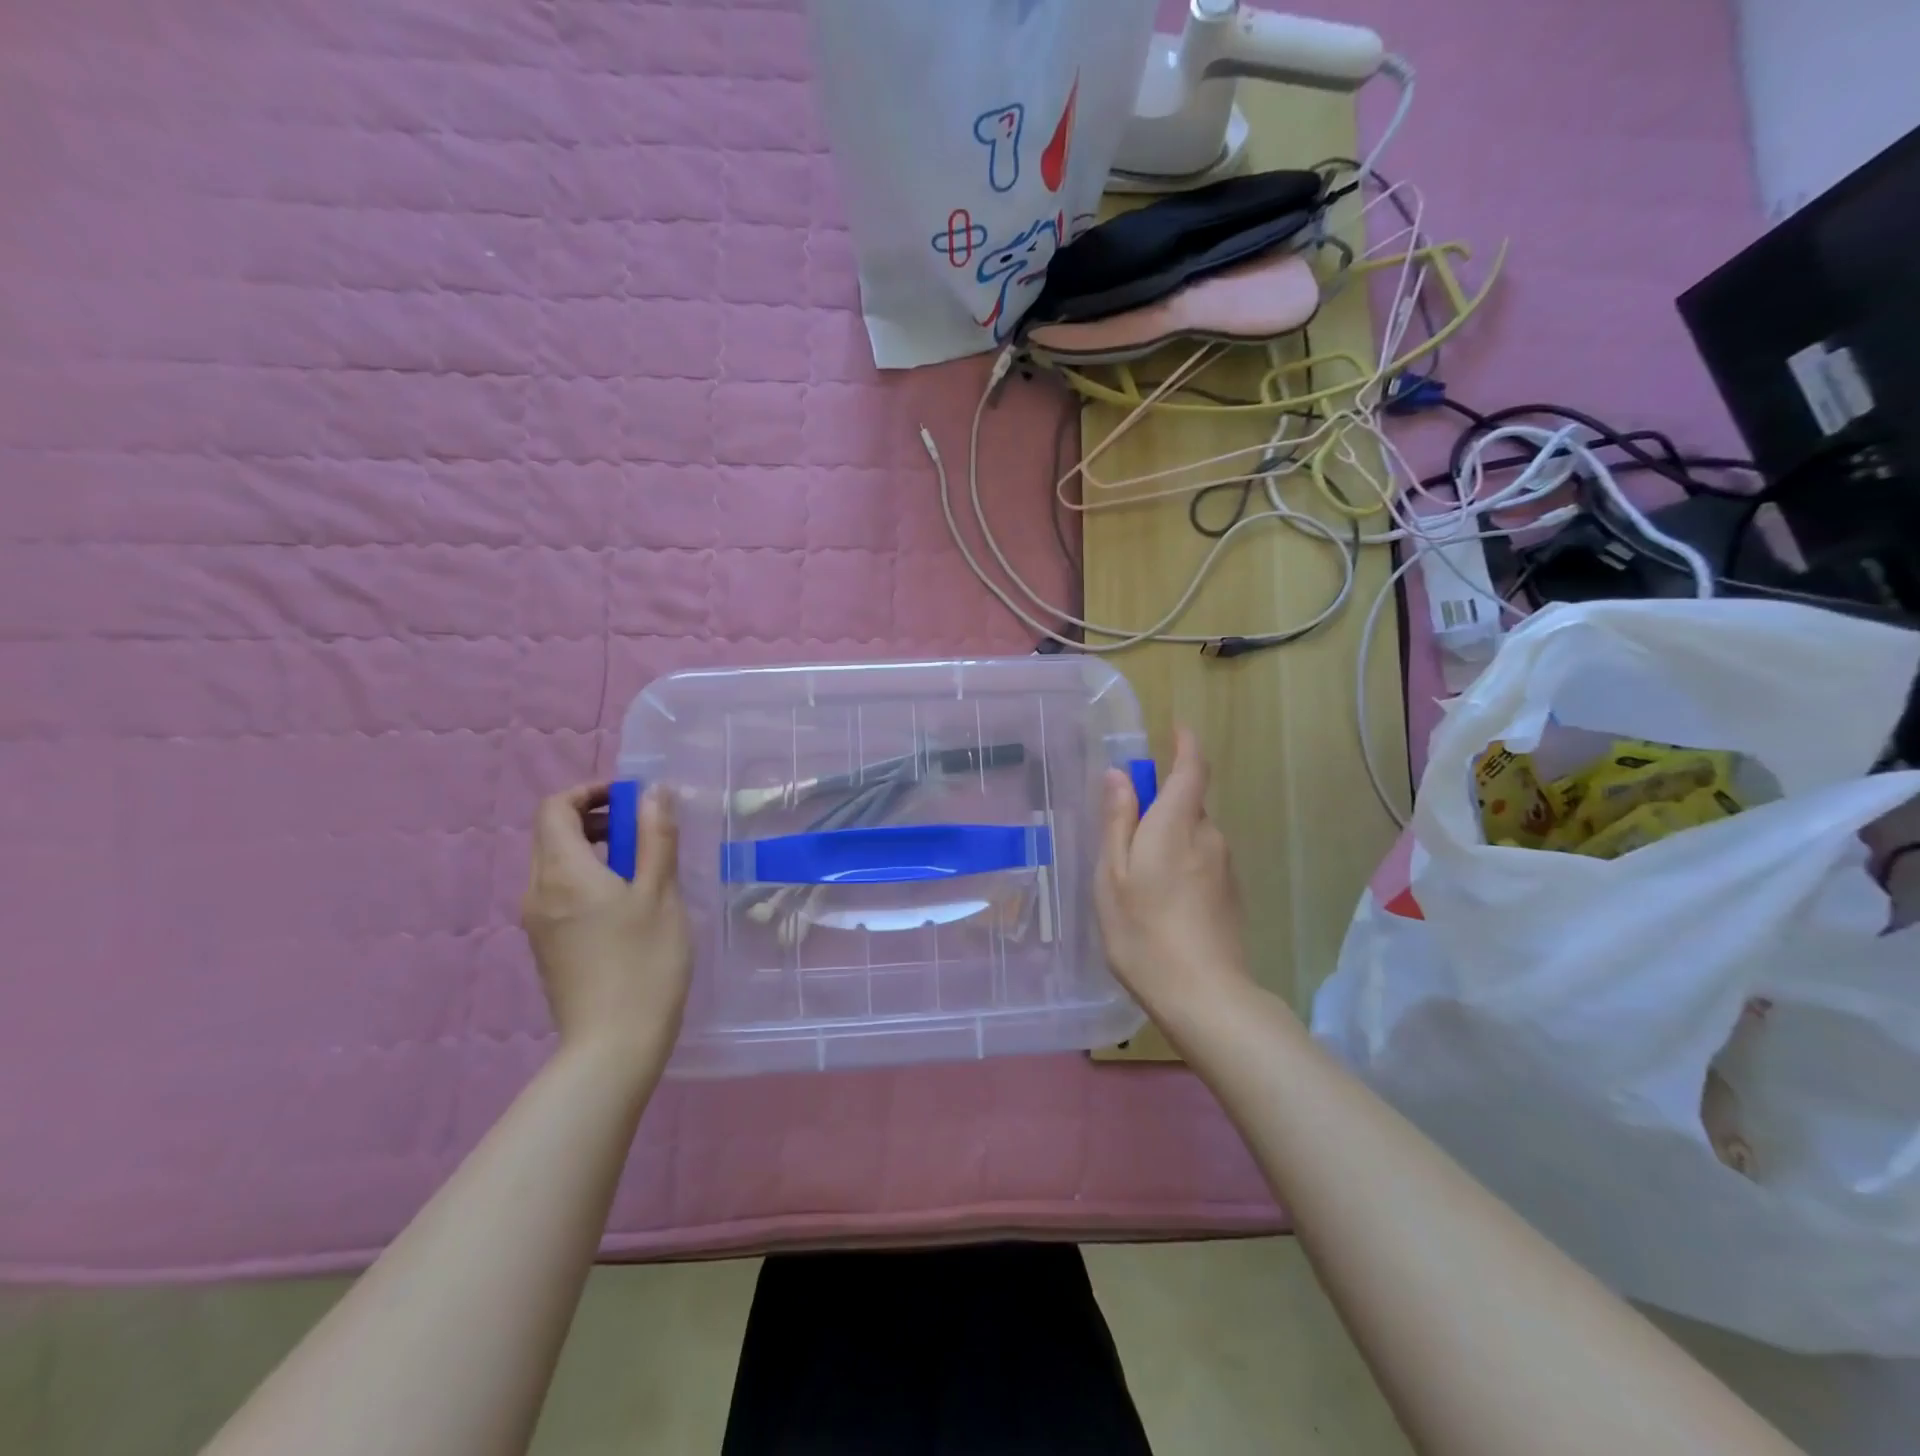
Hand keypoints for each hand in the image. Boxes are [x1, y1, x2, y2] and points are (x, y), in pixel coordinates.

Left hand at [520, 783, 691, 1063]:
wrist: (613, 1045)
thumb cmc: (643, 963)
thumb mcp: (660, 893)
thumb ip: (655, 838)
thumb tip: (653, 792)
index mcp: (562, 872)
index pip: (554, 808)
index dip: (589, 792)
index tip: (631, 799)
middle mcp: (537, 891)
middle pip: (552, 834)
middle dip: (594, 819)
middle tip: (643, 830)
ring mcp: (537, 922)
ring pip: (556, 864)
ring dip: (592, 849)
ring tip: (642, 866)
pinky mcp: (546, 946)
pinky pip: (559, 893)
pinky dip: (587, 878)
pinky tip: (627, 903)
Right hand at [1095, 727, 1254, 1021]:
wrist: (1205, 996)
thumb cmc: (1143, 932)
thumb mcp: (1114, 875)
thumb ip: (1118, 821)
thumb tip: (1118, 775)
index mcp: (1178, 824)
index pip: (1192, 768)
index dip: (1186, 744)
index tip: (1176, 728)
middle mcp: (1209, 836)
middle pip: (1188, 802)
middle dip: (1160, 804)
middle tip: (1123, 835)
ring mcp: (1225, 866)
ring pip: (1193, 834)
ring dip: (1168, 838)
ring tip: (1136, 879)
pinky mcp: (1231, 893)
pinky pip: (1202, 859)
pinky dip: (1180, 863)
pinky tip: (1161, 901)